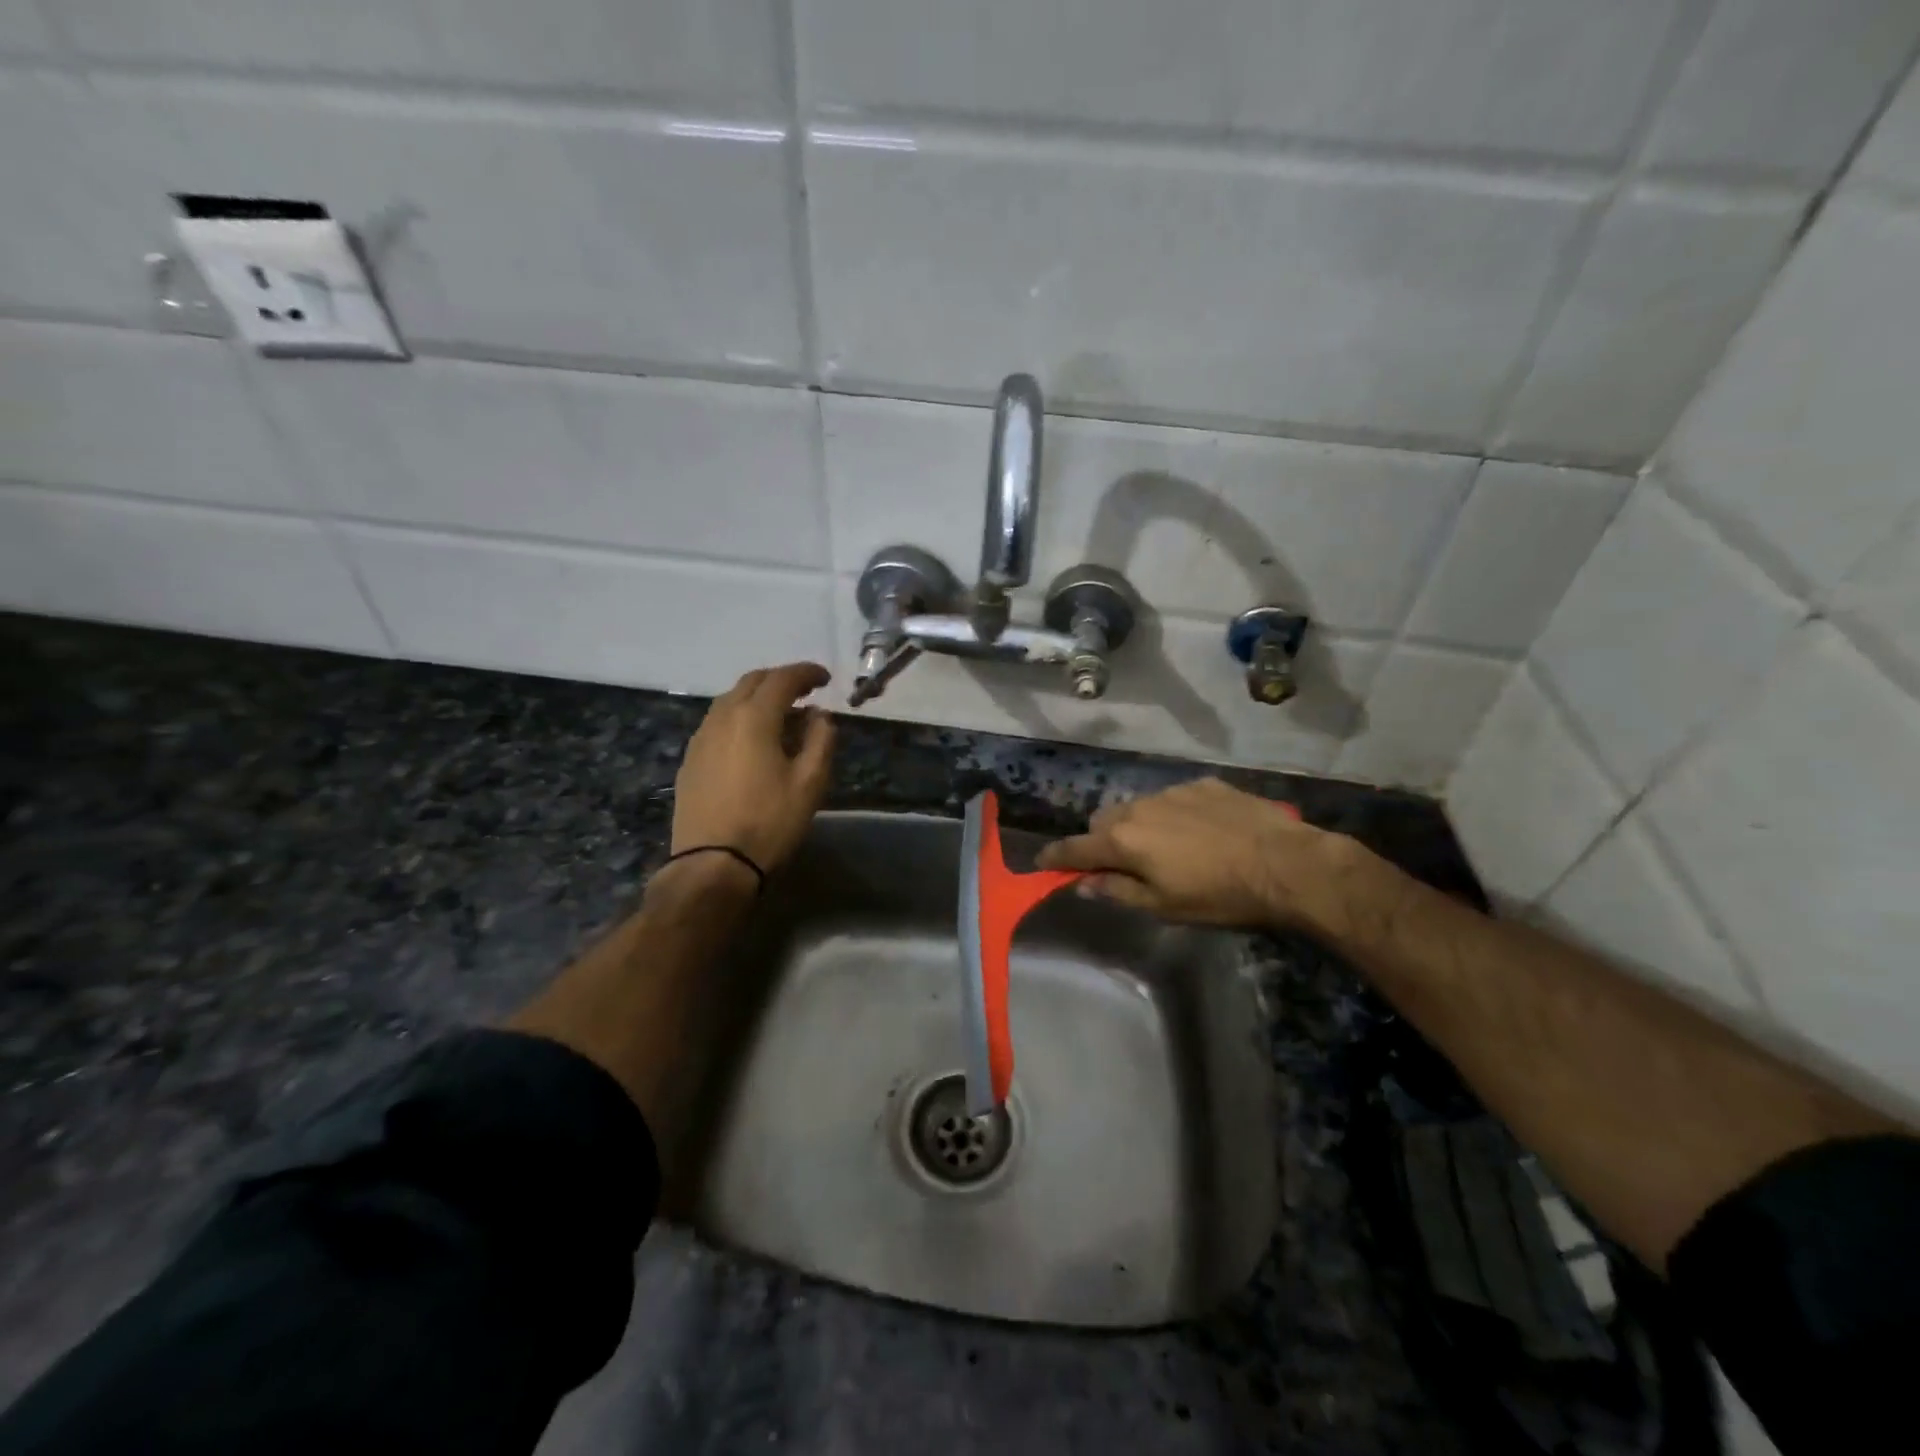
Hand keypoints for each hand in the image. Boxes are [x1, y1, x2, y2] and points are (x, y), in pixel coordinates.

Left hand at [671, 663, 835, 873]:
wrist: (713, 863)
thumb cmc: (770, 821)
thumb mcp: (810, 783)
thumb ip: (820, 740)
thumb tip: (820, 715)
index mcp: (754, 717)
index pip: (782, 679)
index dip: (807, 673)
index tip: (826, 679)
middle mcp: (722, 718)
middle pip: (752, 682)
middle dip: (780, 680)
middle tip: (805, 692)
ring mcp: (701, 738)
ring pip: (730, 700)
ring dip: (758, 697)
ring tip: (781, 715)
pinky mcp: (690, 759)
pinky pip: (717, 722)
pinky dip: (740, 717)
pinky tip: (752, 739)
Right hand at [1036, 777, 1370, 933]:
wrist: (1285, 864)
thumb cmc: (1220, 895)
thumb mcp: (1164, 906)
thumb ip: (1117, 891)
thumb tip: (1083, 885)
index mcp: (1124, 840)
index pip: (1075, 848)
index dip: (1055, 856)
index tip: (1041, 860)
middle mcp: (1139, 807)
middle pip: (1102, 820)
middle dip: (1101, 840)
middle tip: (1119, 863)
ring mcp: (1172, 790)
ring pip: (1137, 805)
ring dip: (1137, 824)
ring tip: (1164, 846)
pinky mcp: (1203, 784)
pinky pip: (1172, 797)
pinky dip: (1172, 814)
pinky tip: (1199, 831)